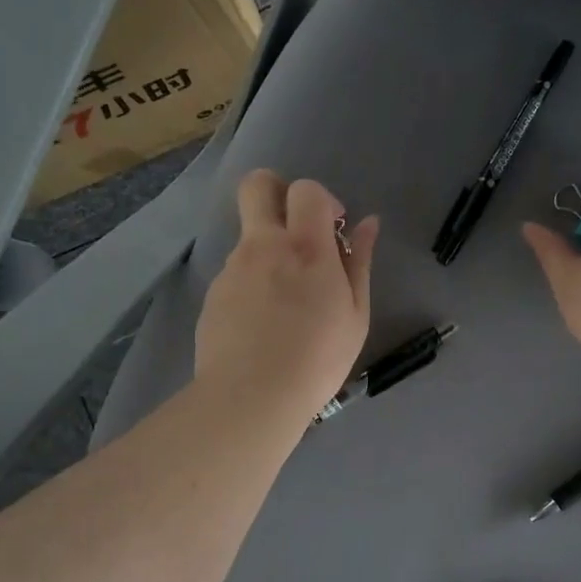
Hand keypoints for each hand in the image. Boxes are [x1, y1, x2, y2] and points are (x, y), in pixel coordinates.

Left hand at [196, 170, 378, 421]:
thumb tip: (368, 223)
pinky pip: (236, 273)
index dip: (322, 200)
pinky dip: (253, 284)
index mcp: (306, 247)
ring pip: (248, 236)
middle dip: (277, 191)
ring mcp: (232, 269)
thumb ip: (360, 262)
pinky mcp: (212, 294)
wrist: (251, 397)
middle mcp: (263, 246)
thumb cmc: (318, 358)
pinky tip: (264, 325)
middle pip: (257, 185)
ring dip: (269, 250)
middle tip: (298, 229)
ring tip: (286, 303)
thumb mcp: (355, 314)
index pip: (306, 189)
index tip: (333, 230)